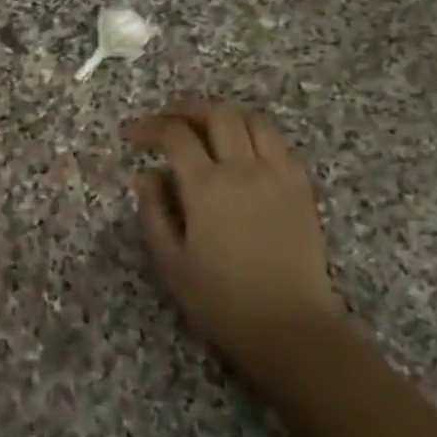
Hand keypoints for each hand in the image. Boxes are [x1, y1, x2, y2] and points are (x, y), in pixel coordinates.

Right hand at [127, 101, 341, 370]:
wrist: (289, 326)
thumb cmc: (222, 300)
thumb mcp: (171, 262)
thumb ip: (153, 212)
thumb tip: (147, 175)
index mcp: (207, 187)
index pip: (176, 135)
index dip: (151, 127)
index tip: (135, 136)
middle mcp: (244, 169)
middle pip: (217, 114)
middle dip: (186, 110)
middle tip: (167, 122)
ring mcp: (279, 175)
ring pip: (253, 120)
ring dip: (224, 116)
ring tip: (206, 128)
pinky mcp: (302, 188)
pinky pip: (279, 144)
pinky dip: (255, 135)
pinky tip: (243, 152)